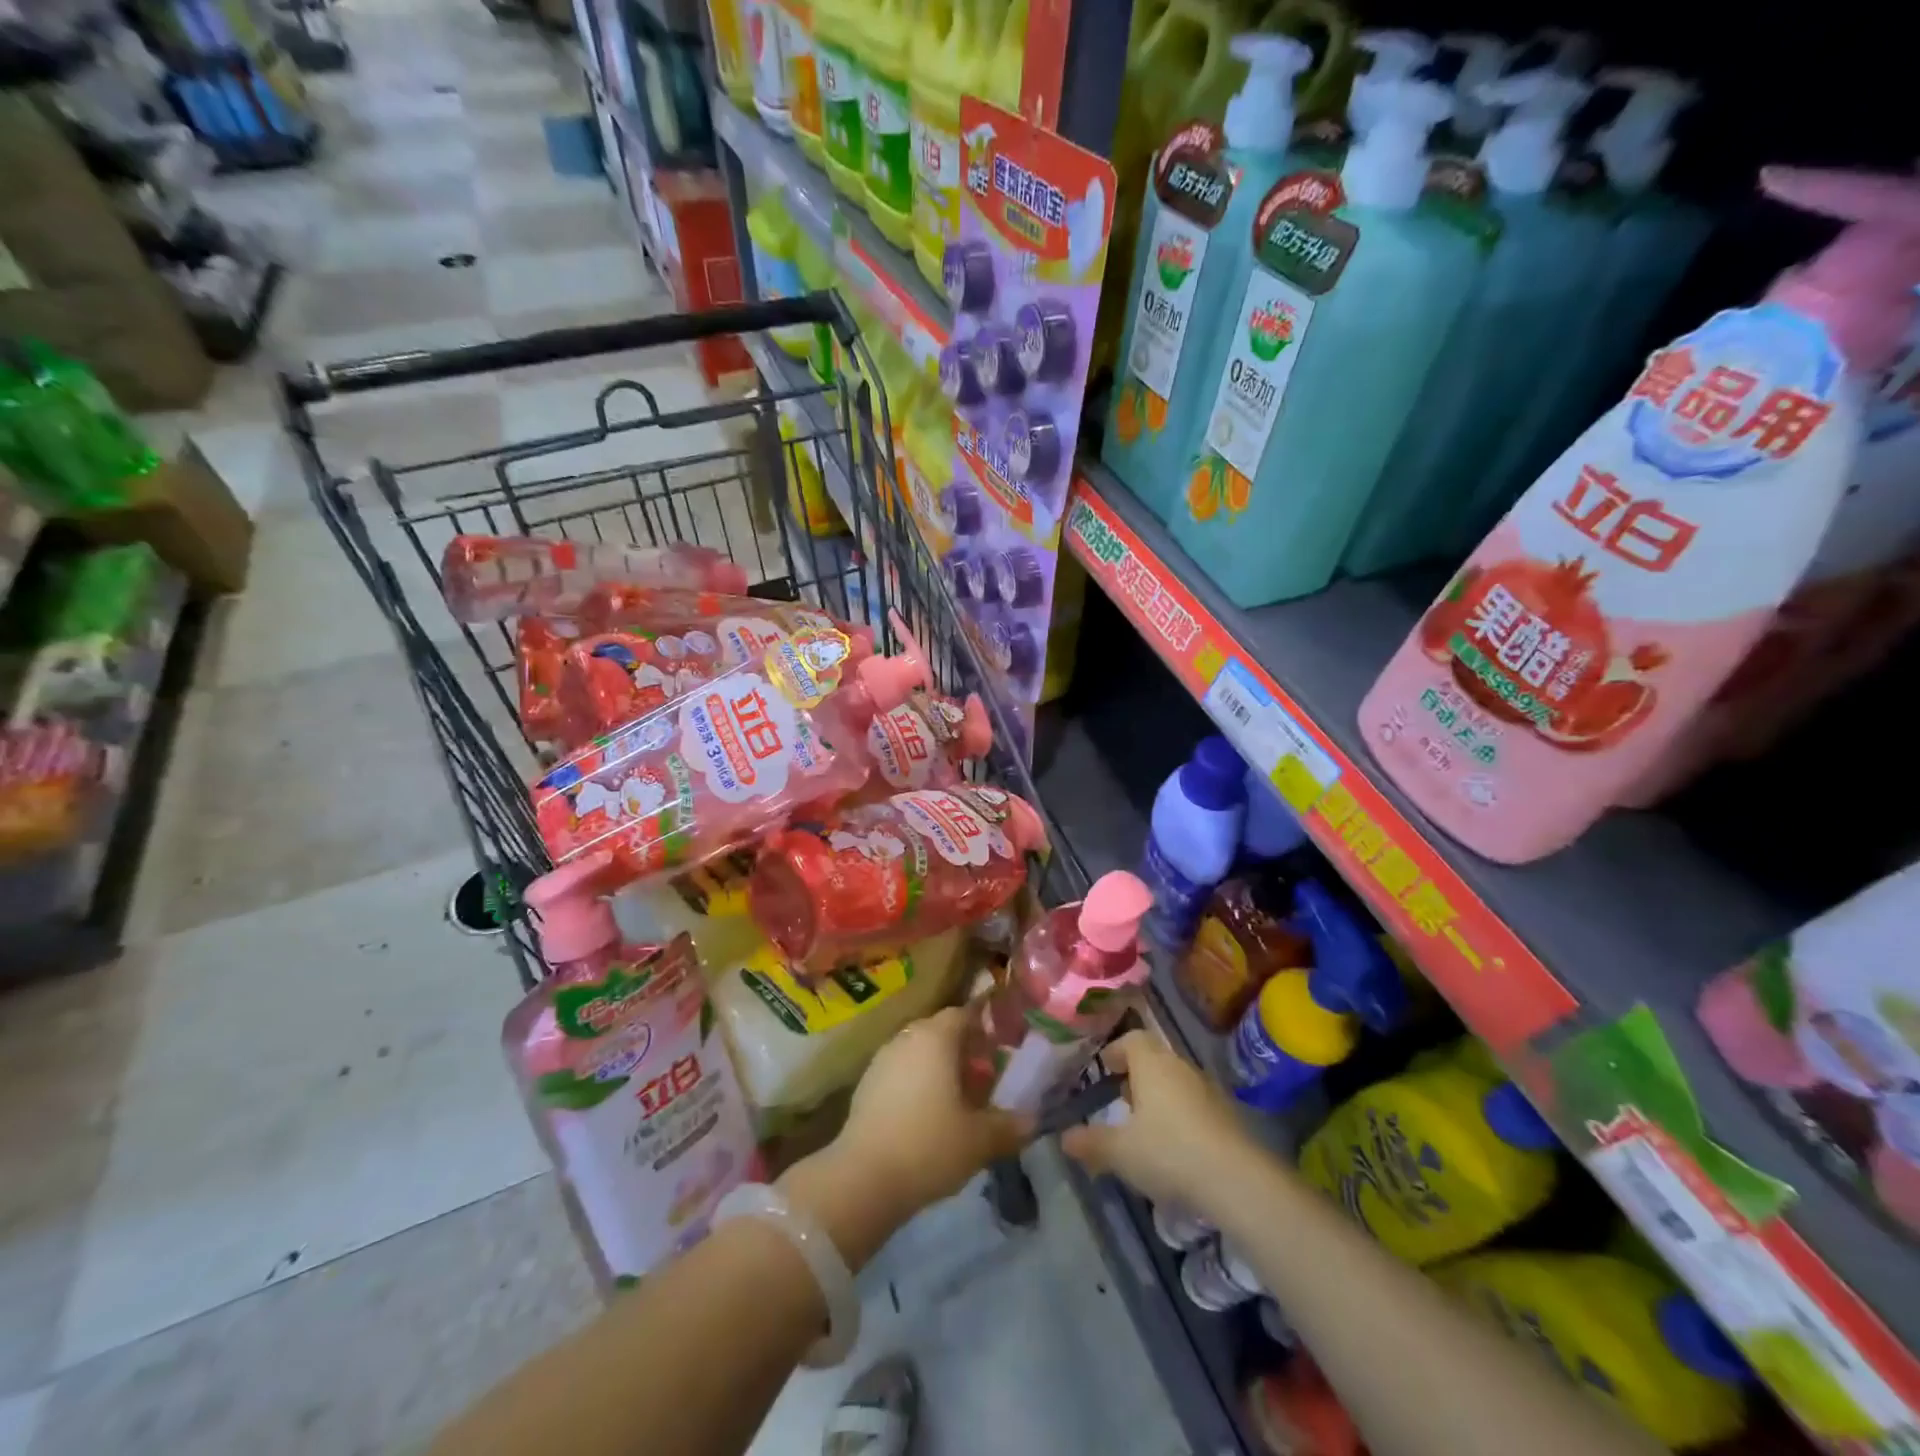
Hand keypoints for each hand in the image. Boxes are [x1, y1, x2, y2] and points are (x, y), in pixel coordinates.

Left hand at [782, 1007, 1031, 1263]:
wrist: (863, 1178)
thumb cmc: (929, 1146)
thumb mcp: (980, 1140)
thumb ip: (1010, 1126)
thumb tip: (1033, 1119)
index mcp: (937, 1037)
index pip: (965, 1013)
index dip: (985, 1027)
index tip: (1001, 1048)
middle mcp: (907, 1037)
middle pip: (940, 1031)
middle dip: (963, 1049)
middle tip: (984, 1077)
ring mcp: (882, 1059)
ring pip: (918, 1051)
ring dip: (938, 1067)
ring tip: (957, 1099)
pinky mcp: (866, 1084)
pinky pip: (900, 1071)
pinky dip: (917, 1083)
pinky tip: (927, 1115)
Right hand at [1060, 1030, 1257, 1214]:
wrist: (1236, 1180)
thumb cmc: (1168, 1152)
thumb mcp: (1120, 1151)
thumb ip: (1091, 1142)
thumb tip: (1064, 1137)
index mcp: (1152, 1063)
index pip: (1132, 1039)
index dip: (1115, 1050)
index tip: (1103, 1068)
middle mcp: (1180, 1067)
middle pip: (1154, 1059)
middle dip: (1135, 1075)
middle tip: (1119, 1099)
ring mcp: (1207, 1089)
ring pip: (1175, 1082)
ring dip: (1158, 1096)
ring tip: (1143, 1126)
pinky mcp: (1226, 1115)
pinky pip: (1193, 1103)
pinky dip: (1179, 1115)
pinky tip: (1173, 1146)